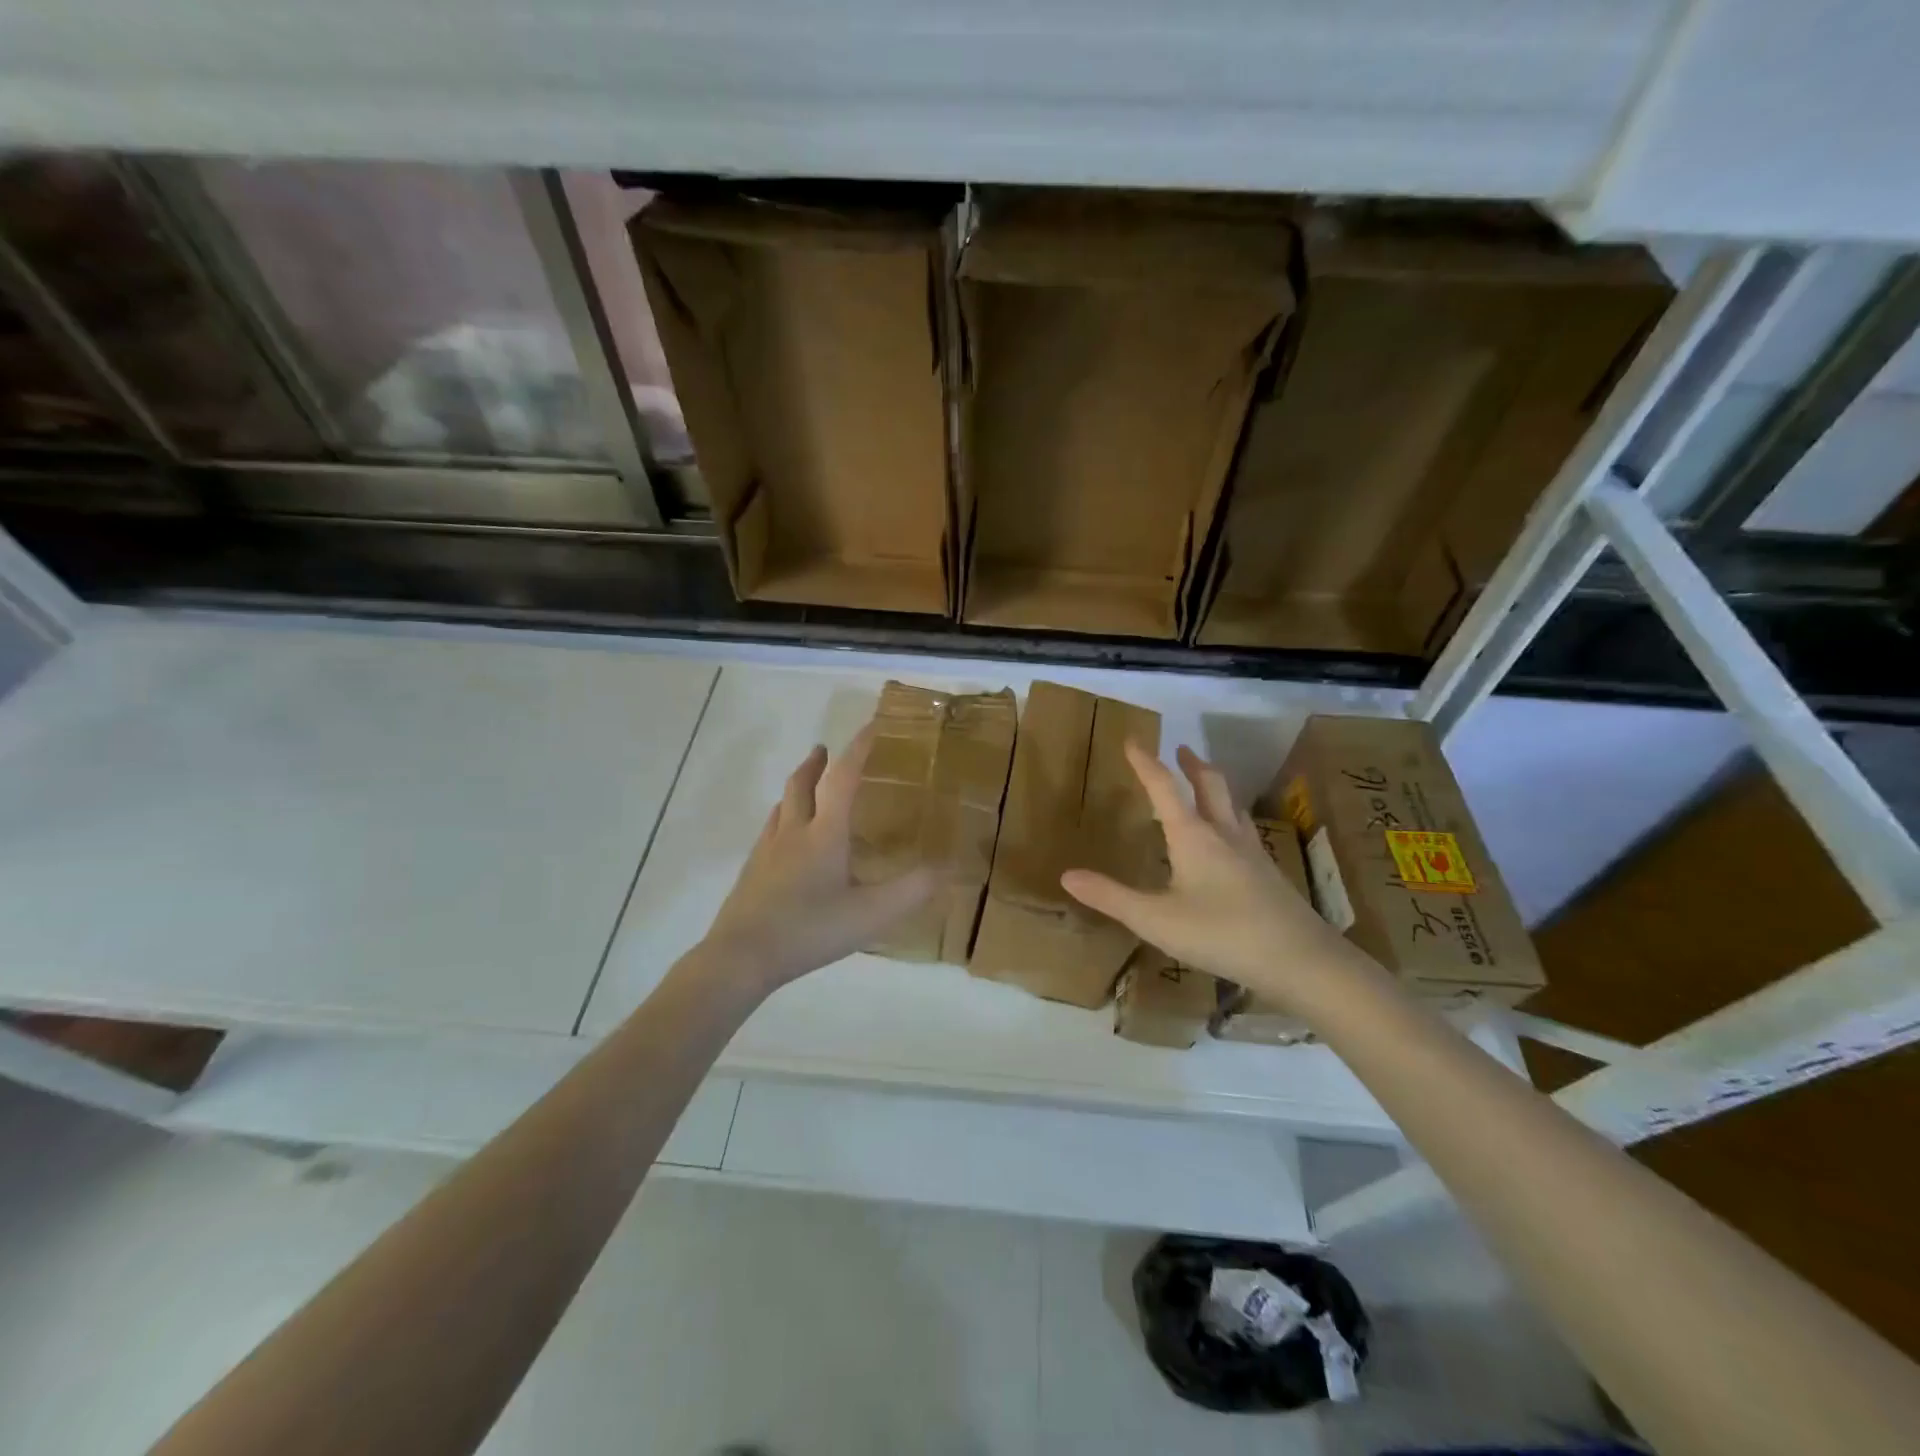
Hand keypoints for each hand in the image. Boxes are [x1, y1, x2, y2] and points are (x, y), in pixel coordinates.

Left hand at [694, 726, 936, 993]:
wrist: (741, 957)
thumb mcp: (871, 915)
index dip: (858, 748)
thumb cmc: (809, 930)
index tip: (872, 725)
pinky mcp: (752, 870)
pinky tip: (788, 838)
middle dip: (817, 762)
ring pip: (783, 804)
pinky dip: (785, 816)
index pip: (843, 777)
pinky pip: (771, 829)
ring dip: (798, 786)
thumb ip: (911, 891)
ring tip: (810, 787)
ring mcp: (767, 850)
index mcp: (824, 833)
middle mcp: (793, 831)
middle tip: (826, 750)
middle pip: (802, 783)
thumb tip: (947, 869)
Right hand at [1061, 743, 1365, 1008]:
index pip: (1164, 786)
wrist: (1301, 960)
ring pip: (1232, 806)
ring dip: (1215, 787)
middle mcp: (1224, 834)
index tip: (1134, 739)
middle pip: (1210, 785)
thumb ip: (1111, 896)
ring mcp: (1252, 852)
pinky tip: (1230, 842)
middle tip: (1181, 750)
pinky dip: (1229, 819)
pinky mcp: (1269, 874)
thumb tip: (1067, 875)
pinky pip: (1245, 831)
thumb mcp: (1156, 919)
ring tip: (1205, 786)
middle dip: (1192, 764)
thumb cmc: (1221, 934)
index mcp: (1193, 836)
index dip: (1146, 762)